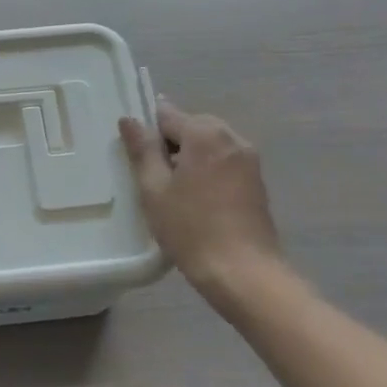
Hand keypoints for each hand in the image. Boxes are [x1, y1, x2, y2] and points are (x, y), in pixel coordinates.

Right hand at [118, 100, 285, 306]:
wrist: (243, 272)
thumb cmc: (191, 228)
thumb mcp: (154, 189)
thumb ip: (143, 150)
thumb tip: (130, 120)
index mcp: (205, 133)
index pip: (167, 114)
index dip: (147, 129)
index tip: (134, 151)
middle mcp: (232, 138)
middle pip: (192, 126)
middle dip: (170, 143)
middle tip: (150, 174)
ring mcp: (249, 160)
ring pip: (209, 145)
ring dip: (189, 157)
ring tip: (171, 189)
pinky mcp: (256, 181)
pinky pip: (224, 162)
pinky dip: (206, 170)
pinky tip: (194, 199)